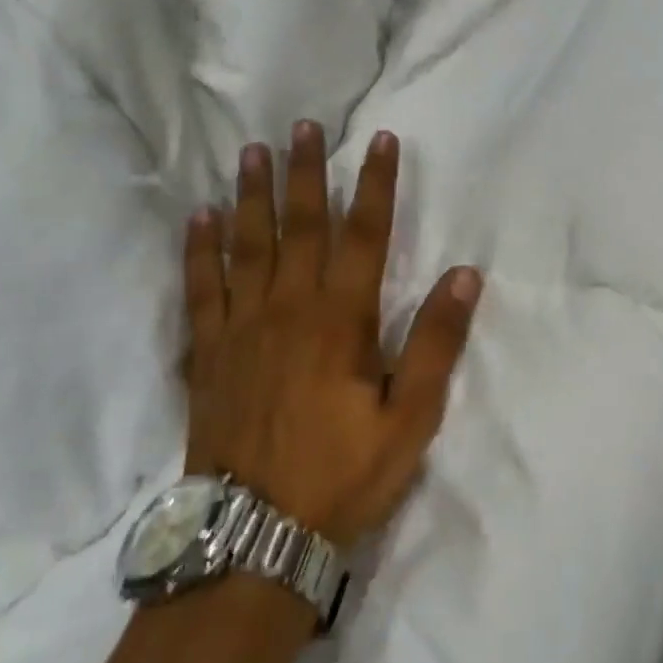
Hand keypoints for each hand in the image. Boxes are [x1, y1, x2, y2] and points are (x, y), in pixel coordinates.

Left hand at [183, 122, 481, 546]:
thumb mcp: (409, 418)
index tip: (379, 140)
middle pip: (300, 227)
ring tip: (251, 152)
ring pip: (246, 245)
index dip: (375, 185)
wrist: (254, 536)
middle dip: (306, 173)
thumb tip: (465, 276)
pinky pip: (200, 288)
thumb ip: (434, 343)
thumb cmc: (342, 475)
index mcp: (341, 321)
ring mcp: (241, 328)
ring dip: (251, 195)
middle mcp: (288, 309)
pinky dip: (198, 250)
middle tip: (301, 127)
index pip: (364, 236)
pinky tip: (198, 218)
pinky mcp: (207, 352)